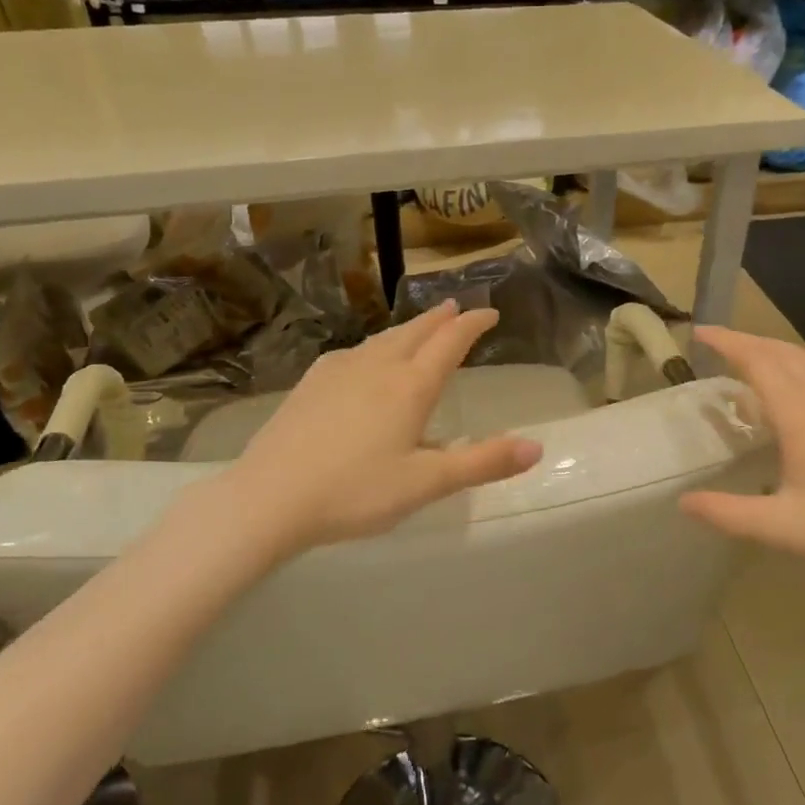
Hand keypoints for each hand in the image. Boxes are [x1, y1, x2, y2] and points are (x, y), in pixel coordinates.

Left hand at [219, 301, 542, 559]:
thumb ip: (483, 463)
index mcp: (410, 387)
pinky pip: (353, 352)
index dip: (473, 325)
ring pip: (382, 339)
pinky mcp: (311, 384)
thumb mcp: (427, 483)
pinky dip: (374, 346)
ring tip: (420, 327)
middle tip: (457, 308)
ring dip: (408, 329)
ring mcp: (338, 371)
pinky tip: (365, 358)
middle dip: (440, 319)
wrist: (268, 497)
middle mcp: (377, 367)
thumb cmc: (355, 491)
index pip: (450, 343)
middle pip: (415, 332)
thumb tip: (536, 448)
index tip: (490, 312)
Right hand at [679, 326, 804, 584]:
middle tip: (713, 343)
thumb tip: (682, 502)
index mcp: (802, 417)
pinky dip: (793, 367)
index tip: (699, 332)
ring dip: (771, 350)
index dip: (728, 343)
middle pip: (782, 353)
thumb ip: (727, 513)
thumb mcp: (780, 527)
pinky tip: (787, 391)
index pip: (759, 362)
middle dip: (746, 340)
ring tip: (744, 358)